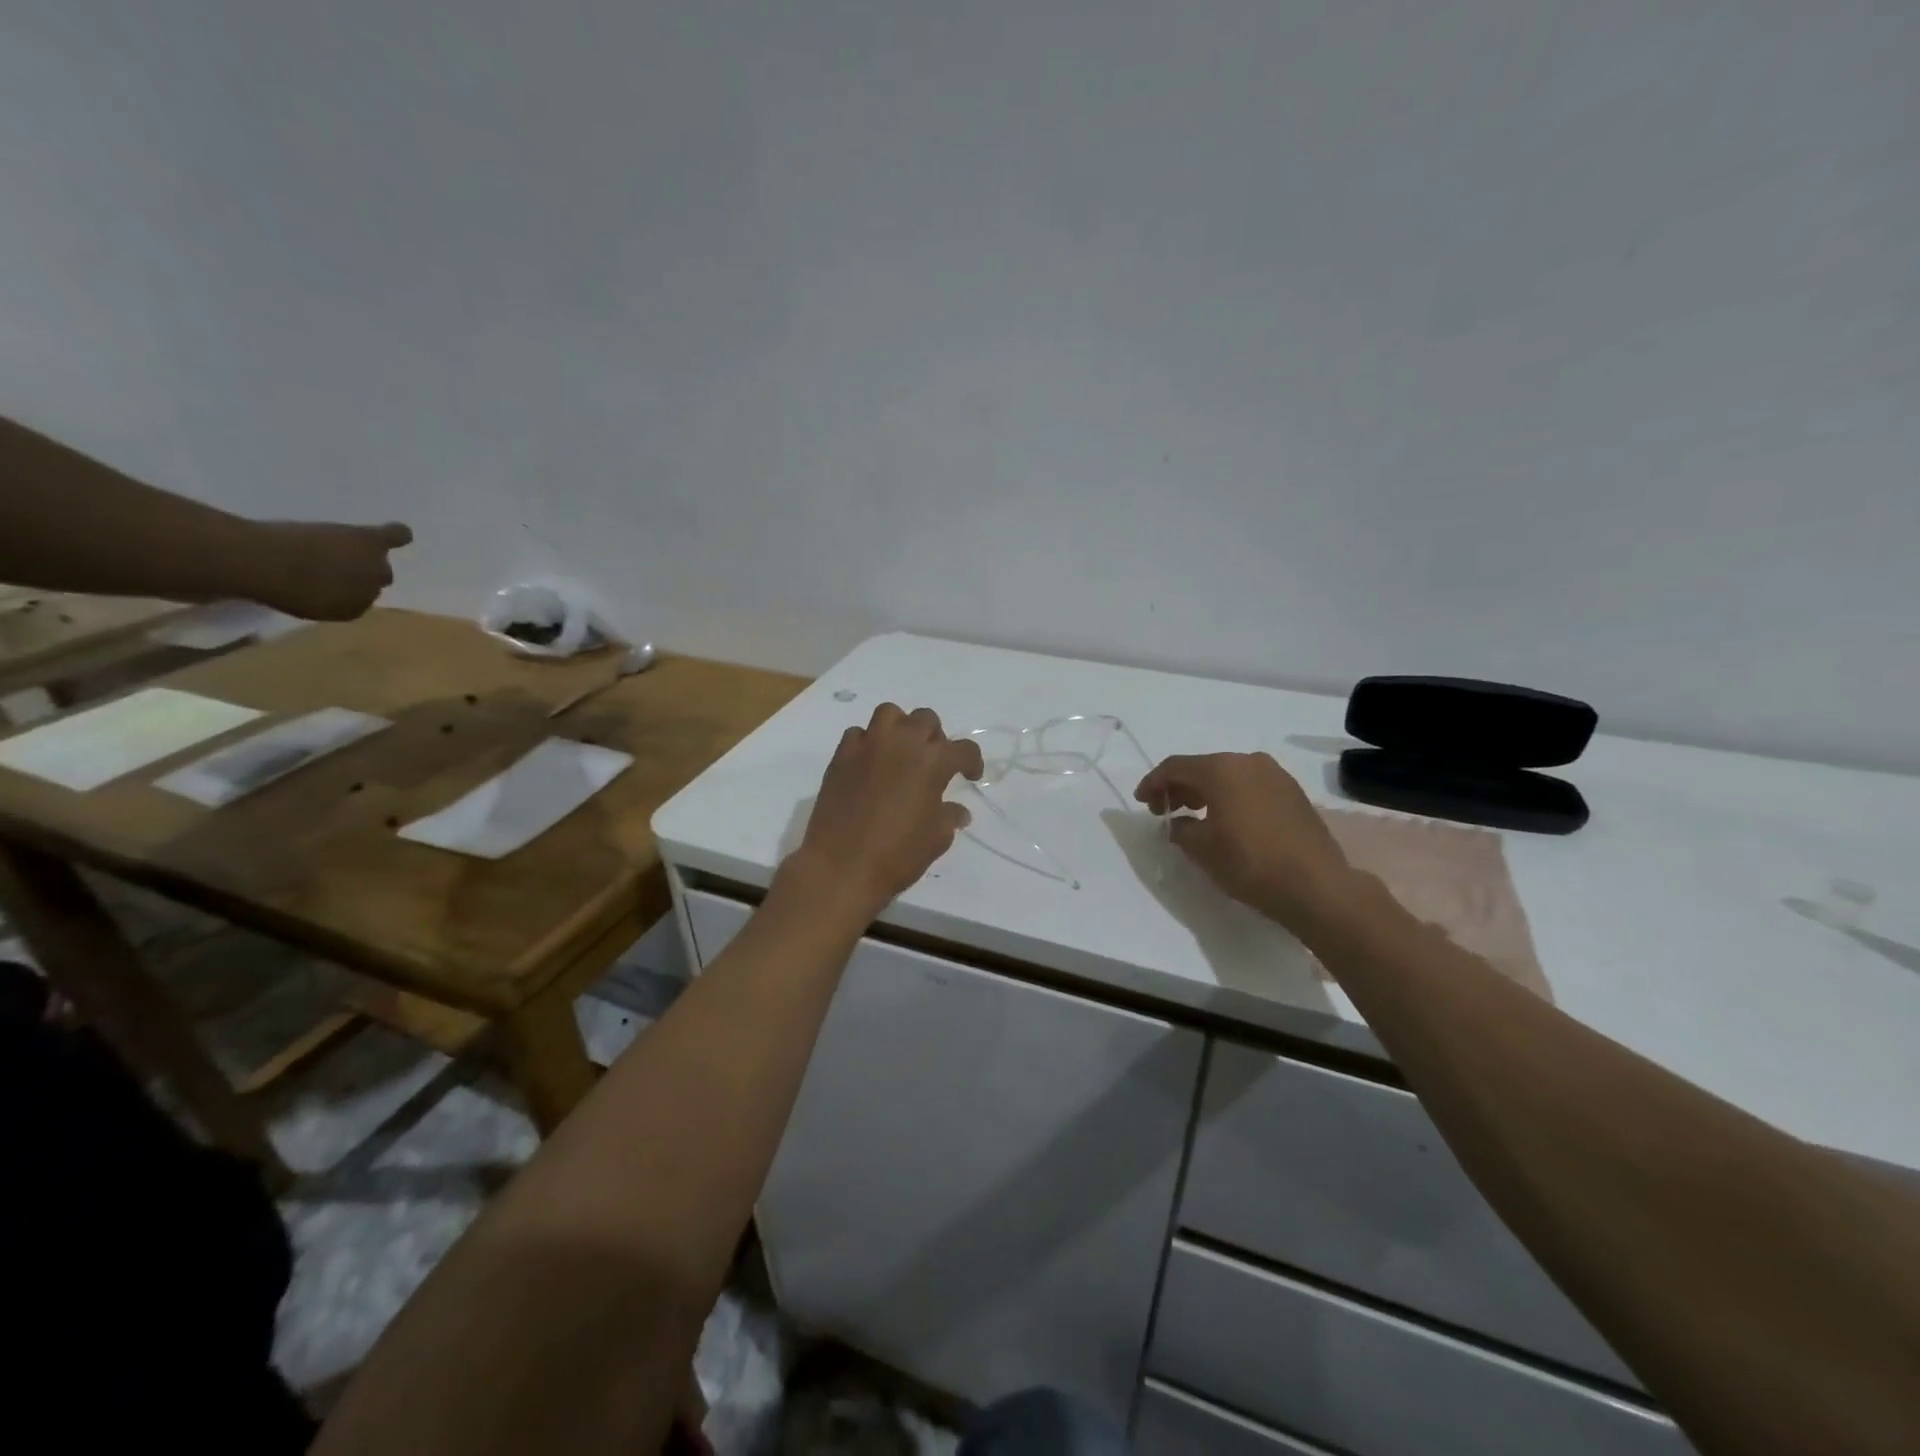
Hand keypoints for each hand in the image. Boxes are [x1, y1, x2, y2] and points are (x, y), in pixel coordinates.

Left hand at [250, 520, 412, 620]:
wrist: (260, 561)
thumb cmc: (269, 586)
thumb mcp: (300, 605)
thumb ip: (327, 600)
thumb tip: (335, 590)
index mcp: (352, 611)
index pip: (359, 600)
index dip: (344, 589)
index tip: (325, 581)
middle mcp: (371, 592)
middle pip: (374, 581)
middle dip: (358, 574)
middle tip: (331, 563)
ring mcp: (373, 567)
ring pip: (380, 563)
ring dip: (365, 557)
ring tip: (343, 548)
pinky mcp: (370, 542)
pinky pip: (395, 537)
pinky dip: (398, 535)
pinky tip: (401, 532)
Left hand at [795, 704, 983, 916]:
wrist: (841, 867)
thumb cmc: (897, 855)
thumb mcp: (936, 839)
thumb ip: (949, 817)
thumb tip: (958, 810)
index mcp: (932, 762)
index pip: (963, 749)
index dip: (972, 761)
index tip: (970, 776)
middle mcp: (902, 744)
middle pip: (926, 720)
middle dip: (935, 738)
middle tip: (933, 762)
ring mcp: (868, 746)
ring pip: (890, 714)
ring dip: (901, 728)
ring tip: (901, 752)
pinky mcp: (841, 756)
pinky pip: (858, 734)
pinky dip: (868, 743)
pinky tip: (870, 765)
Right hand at [1135, 751, 1356, 930]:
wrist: (1318, 886)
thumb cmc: (1251, 863)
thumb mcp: (1202, 849)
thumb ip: (1181, 829)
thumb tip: (1179, 823)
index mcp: (1222, 770)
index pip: (1175, 767)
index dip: (1153, 783)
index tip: (1141, 801)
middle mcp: (1248, 762)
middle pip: (1203, 768)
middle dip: (1179, 787)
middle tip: (1164, 811)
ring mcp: (1275, 775)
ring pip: (1228, 776)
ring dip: (1205, 792)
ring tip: (1192, 817)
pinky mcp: (1292, 793)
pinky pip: (1249, 786)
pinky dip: (1230, 797)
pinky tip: (1225, 820)